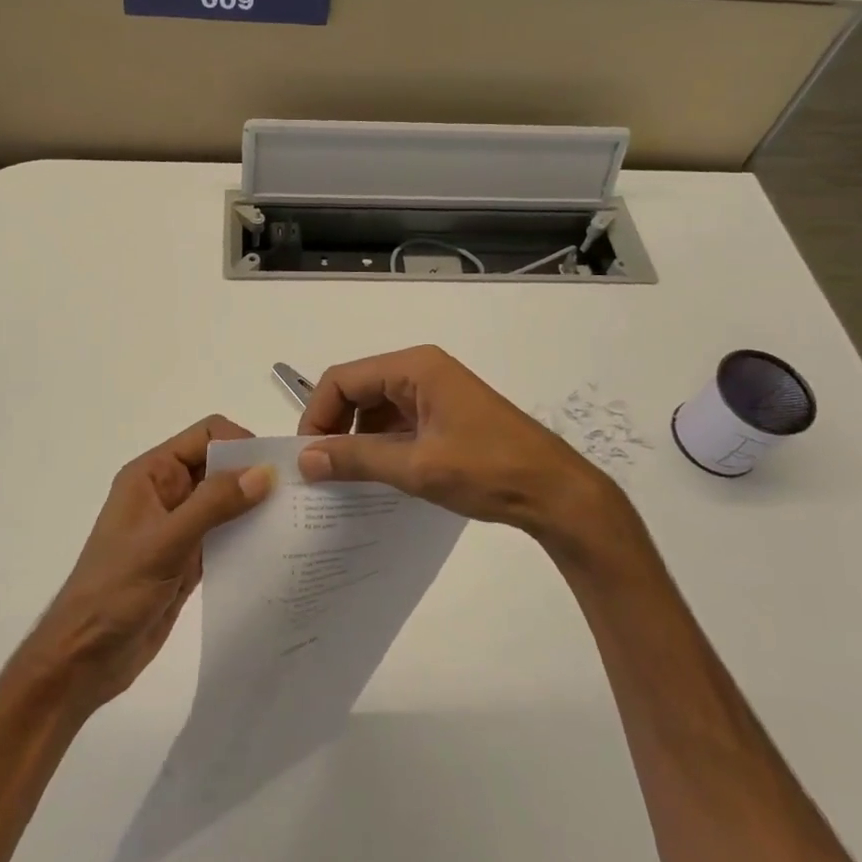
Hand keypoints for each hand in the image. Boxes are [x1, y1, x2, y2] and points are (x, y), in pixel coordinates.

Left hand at [23, 415, 274, 711]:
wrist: (84, 659)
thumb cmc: (115, 591)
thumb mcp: (165, 543)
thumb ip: (214, 505)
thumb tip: (264, 472)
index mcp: (152, 474)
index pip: (205, 434)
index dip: (240, 443)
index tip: (275, 469)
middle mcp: (167, 492)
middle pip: (219, 464)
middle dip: (254, 473)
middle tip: (296, 493)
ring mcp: (178, 526)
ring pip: (226, 500)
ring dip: (254, 506)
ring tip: (294, 520)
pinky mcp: (189, 558)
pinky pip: (225, 534)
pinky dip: (247, 536)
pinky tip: (275, 549)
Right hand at [297, 345, 622, 538]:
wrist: (556, 493)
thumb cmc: (488, 470)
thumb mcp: (416, 467)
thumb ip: (356, 459)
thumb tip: (304, 459)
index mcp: (414, 368)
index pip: (343, 379)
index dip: (318, 414)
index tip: (308, 457)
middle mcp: (421, 370)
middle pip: (358, 389)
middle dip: (335, 426)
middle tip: (322, 470)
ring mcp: (436, 392)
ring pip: (376, 408)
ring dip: (358, 438)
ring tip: (347, 478)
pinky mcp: (446, 414)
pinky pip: (399, 422)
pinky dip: (382, 445)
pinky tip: (378, 476)